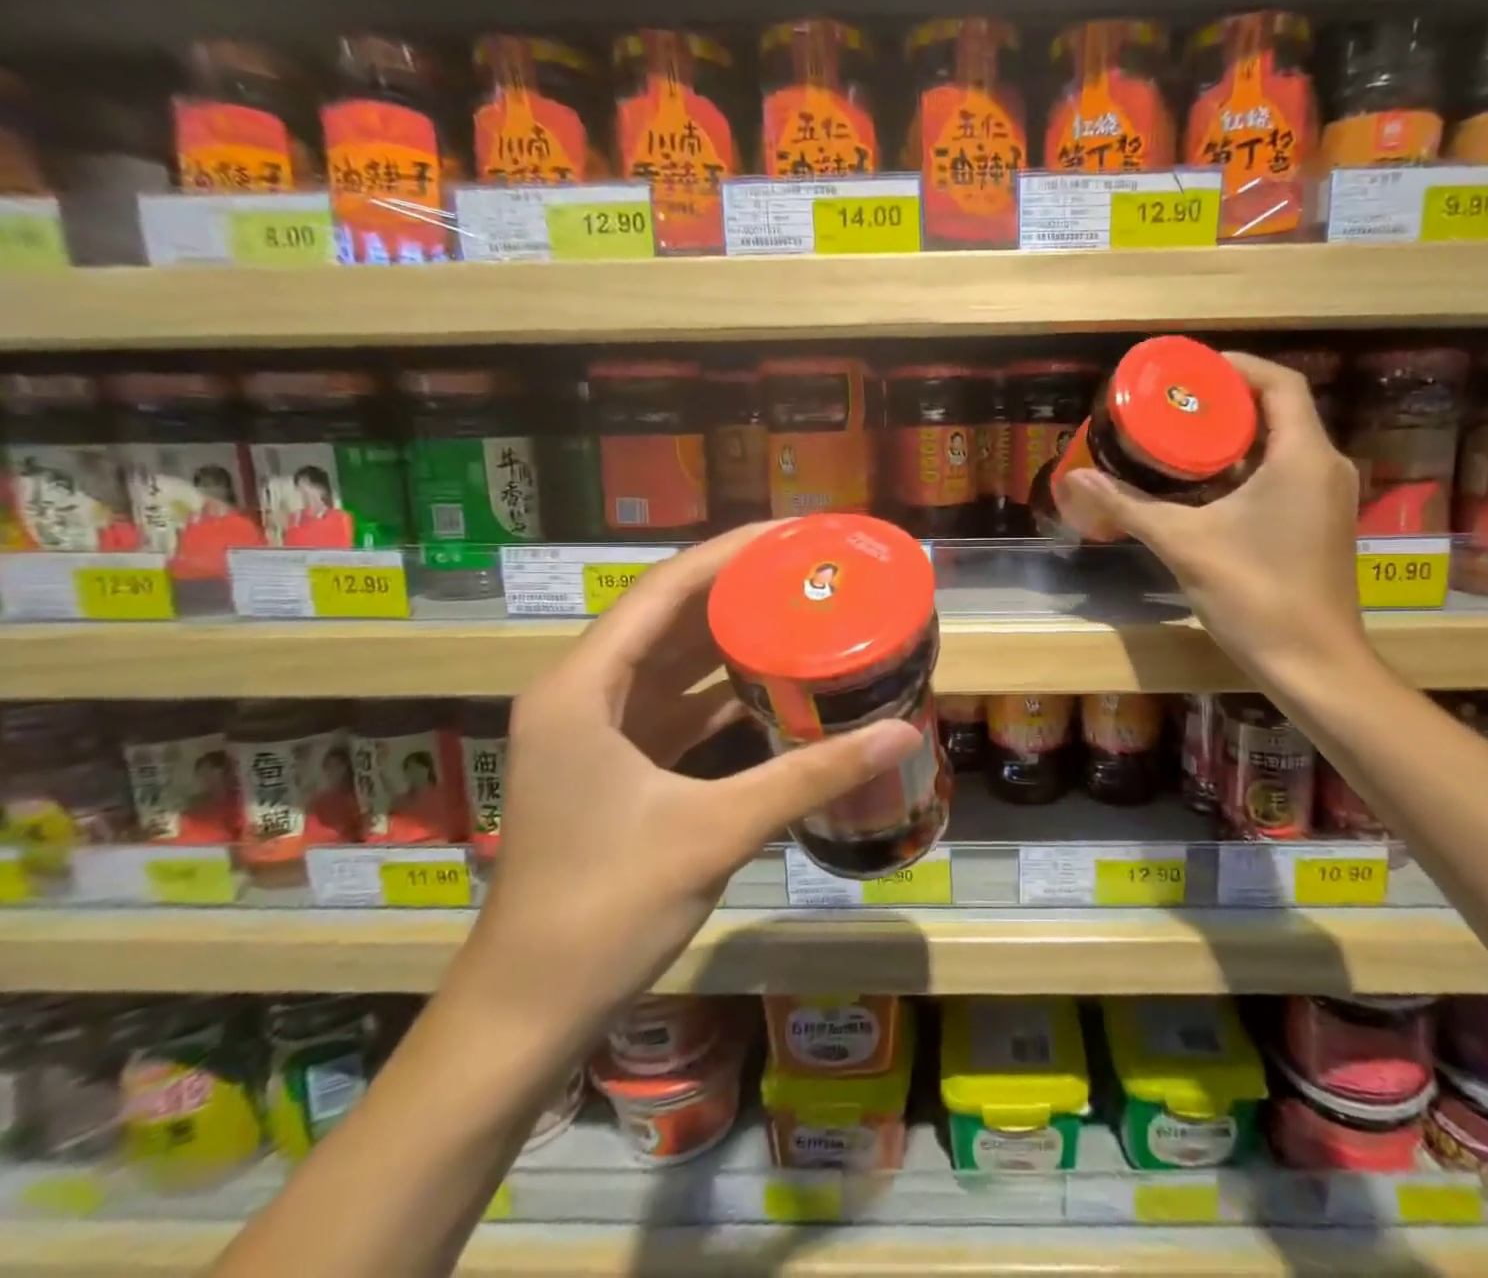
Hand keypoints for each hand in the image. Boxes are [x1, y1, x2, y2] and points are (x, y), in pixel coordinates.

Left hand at [458, 523, 923, 1048]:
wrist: (528, 1011)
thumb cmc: (605, 910)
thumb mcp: (716, 830)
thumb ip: (810, 775)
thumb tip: (902, 732)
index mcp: (583, 688)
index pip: (665, 590)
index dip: (731, 554)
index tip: (795, 534)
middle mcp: (581, 694)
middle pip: (668, 617)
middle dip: (738, 589)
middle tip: (809, 570)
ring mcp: (592, 731)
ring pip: (669, 661)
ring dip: (728, 637)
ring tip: (797, 611)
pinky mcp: (609, 765)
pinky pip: (671, 705)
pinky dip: (717, 690)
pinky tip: (769, 684)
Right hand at [1056, 353, 1371, 692]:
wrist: (1313, 664)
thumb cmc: (1254, 595)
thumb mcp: (1183, 544)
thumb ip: (1128, 507)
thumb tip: (1076, 477)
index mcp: (1302, 457)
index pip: (1279, 383)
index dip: (1235, 367)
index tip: (1189, 372)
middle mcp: (1325, 467)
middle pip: (1279, 411)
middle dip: (1225, 404)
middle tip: (1172, 407)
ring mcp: (1328, 498)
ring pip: (1281, 446)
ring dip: (1235, 439)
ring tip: (1180, 440)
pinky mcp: (1322, 524)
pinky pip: (1285, 475)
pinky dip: (1247, 469)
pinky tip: (1205, 487)